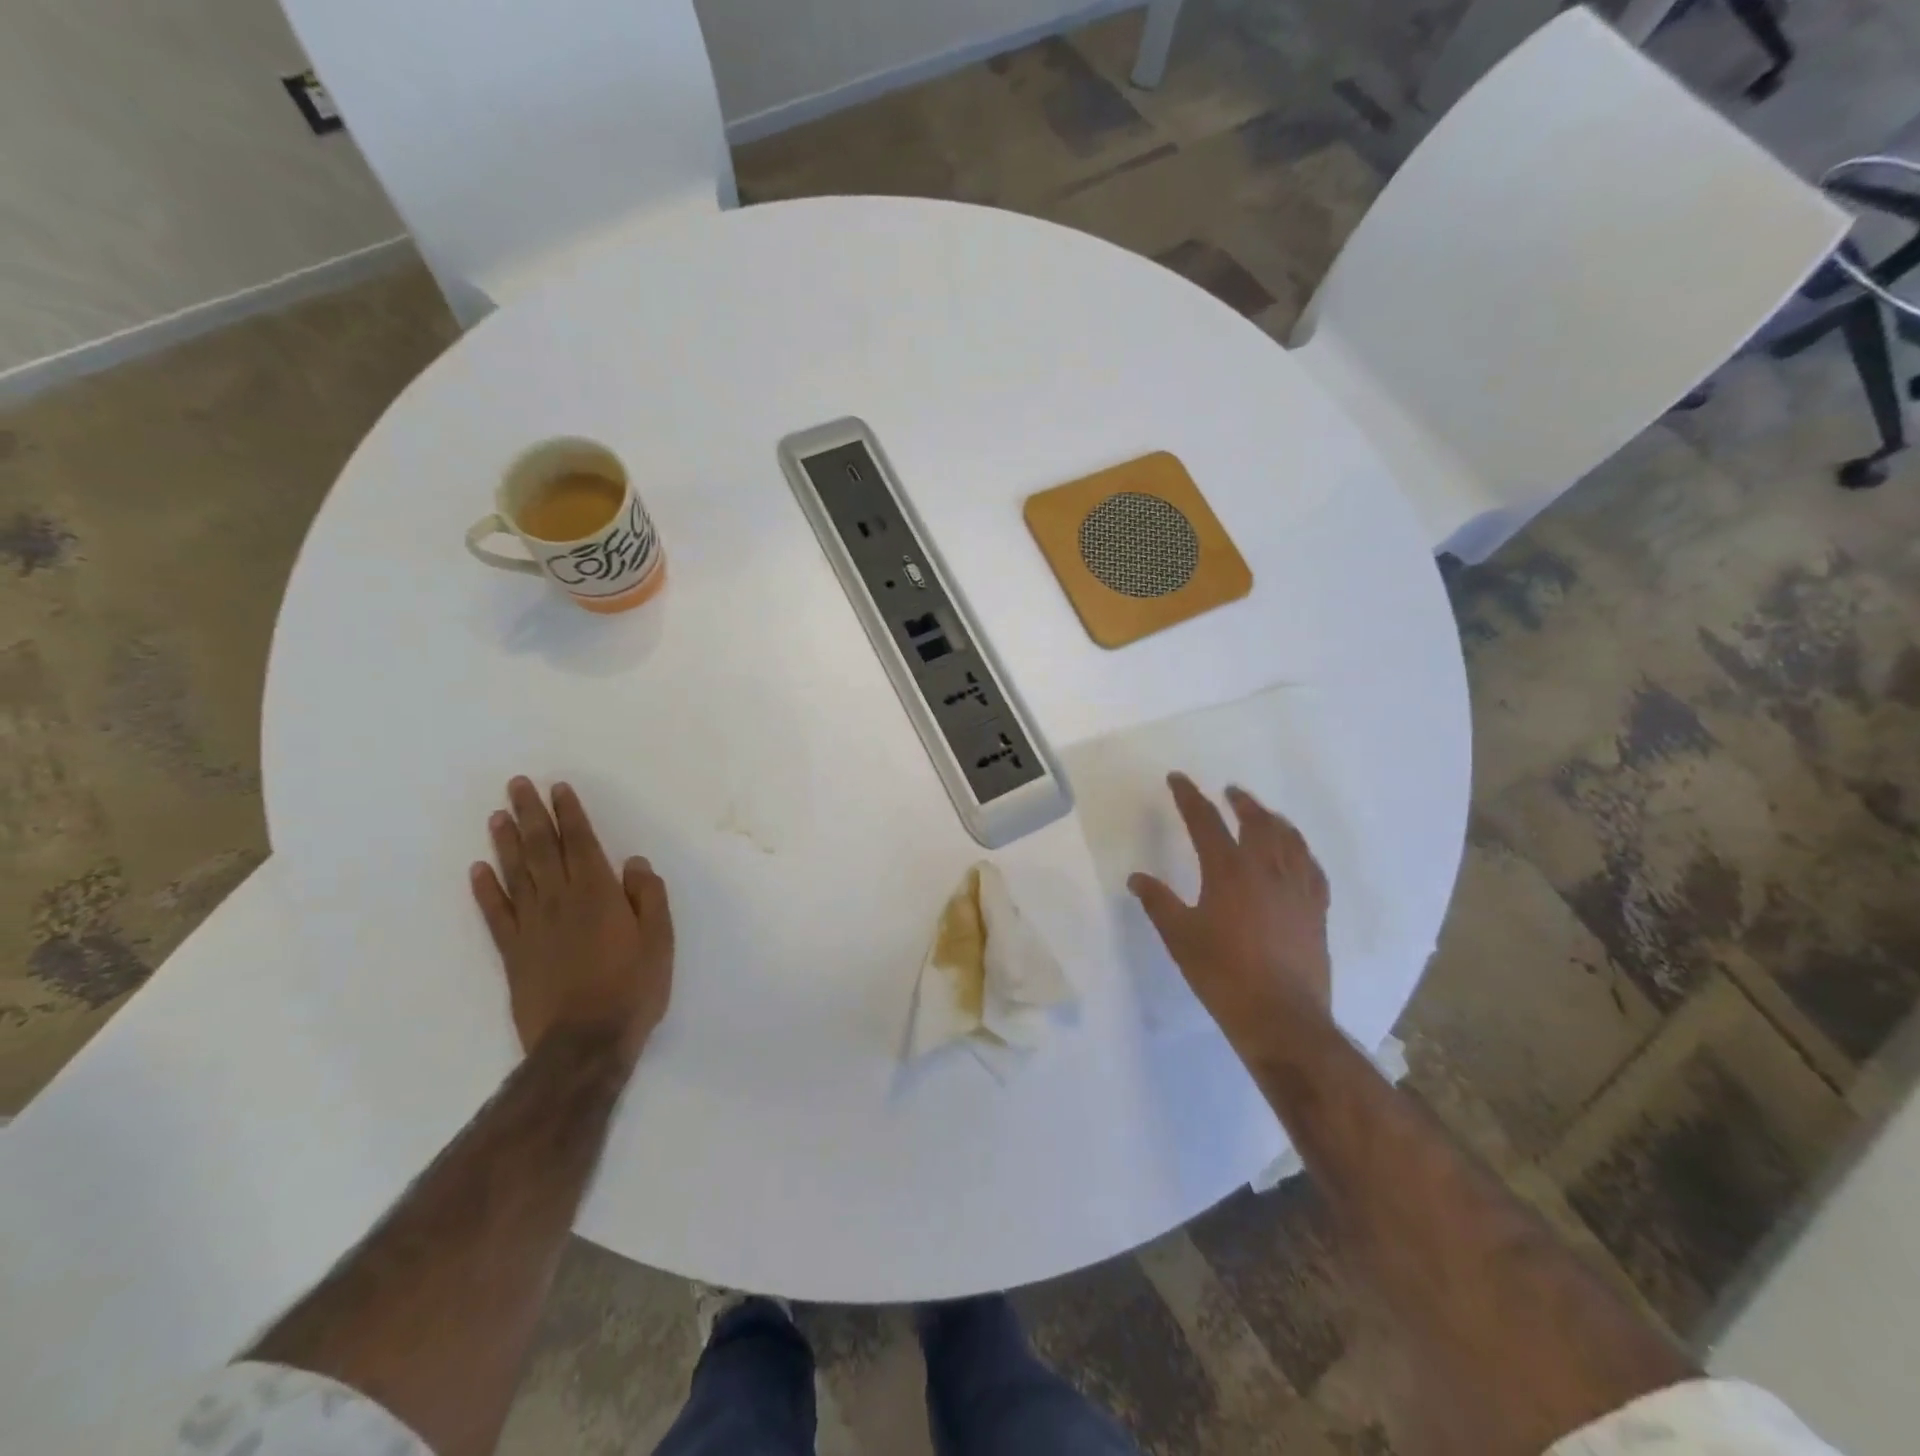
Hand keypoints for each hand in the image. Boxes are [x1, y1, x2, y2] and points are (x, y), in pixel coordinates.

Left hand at [470, 777, 673, 1069]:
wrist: (584, 1042)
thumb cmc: (632, 987)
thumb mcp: (659, 940)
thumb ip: (648, 897)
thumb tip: (633, 863)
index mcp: (598, 894)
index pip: (580, 843)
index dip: (569, 814)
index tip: (558, 788)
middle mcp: (560, 900)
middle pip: (541, 849)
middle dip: (530, 815)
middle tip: (517, 785)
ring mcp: (531, 926)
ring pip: (516, 873)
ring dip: (506, 842)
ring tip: (498, 815)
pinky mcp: (513, 953)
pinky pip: (496, 913)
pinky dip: (486, 890)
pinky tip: (478, 870)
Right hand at [1128, 773, 1332, 1063]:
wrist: (1280, 1017)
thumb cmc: (1222, 974)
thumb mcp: (1179, 937)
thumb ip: (1158, 902)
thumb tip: (1136, 878)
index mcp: (1228, 871)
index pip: (1206, 821)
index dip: (1190, 797)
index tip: (1178, 779)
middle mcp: (1267, 870)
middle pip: (1256, 821)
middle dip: (1241, 802)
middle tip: (1230, 791)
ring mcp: (1297, 888)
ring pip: (1289, 839)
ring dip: (1273, 819)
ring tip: (1264, 813)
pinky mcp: (1317, 910)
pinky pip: (1312, 868)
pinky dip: (1301, 851)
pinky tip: (1298, 854)